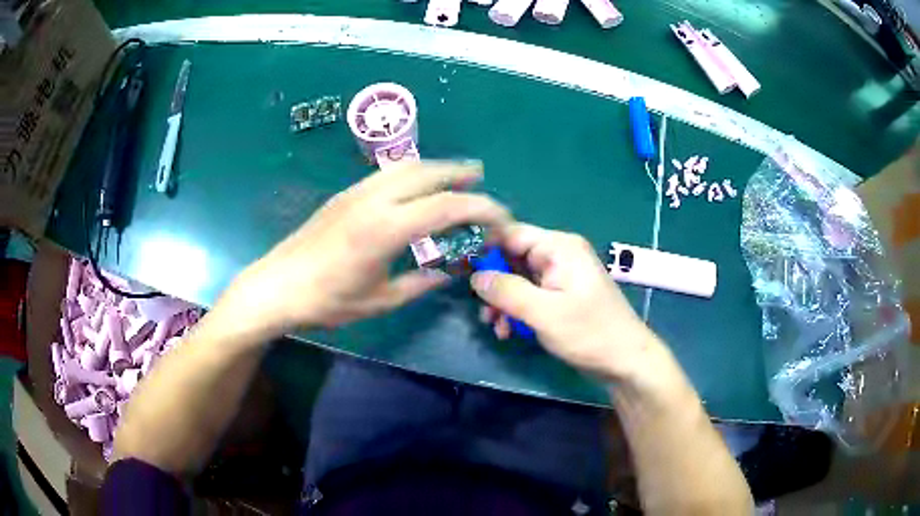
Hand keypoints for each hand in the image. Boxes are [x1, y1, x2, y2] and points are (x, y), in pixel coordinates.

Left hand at [220, 161, 511, 339]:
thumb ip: (421, 283)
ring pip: (405, 167)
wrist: (277, 286)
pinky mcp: (345, 195)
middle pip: (427, 173)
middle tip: (481, 178)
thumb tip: (448, 272)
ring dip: (435, 168)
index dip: (480, 208)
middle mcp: (374, 199)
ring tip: (454, 175)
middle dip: (459, 173)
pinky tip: (417, 187)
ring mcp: (356, 192)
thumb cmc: (328, 301)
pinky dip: (412, 173)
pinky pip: (387, 173)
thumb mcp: (380, 300)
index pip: (446, 207)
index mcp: (386, 228)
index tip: (499, 216)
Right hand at [470, 223, 660, 379]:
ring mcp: (560, 277)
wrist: (625, 361)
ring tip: (496, 327)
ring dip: (504, 302)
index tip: (461, 269)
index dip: (485, 248)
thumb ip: (507, 291)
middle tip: (482, 310)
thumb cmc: (589, 333)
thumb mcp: (544, 313)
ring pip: (518, 280)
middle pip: (513, 258)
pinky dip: (517, 311)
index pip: (511, 233)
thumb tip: (474, 276)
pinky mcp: (561, 297)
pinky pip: (530, 296)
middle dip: (494, 284)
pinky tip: (510, 332)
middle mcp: (559, 255)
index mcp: (559, 247)